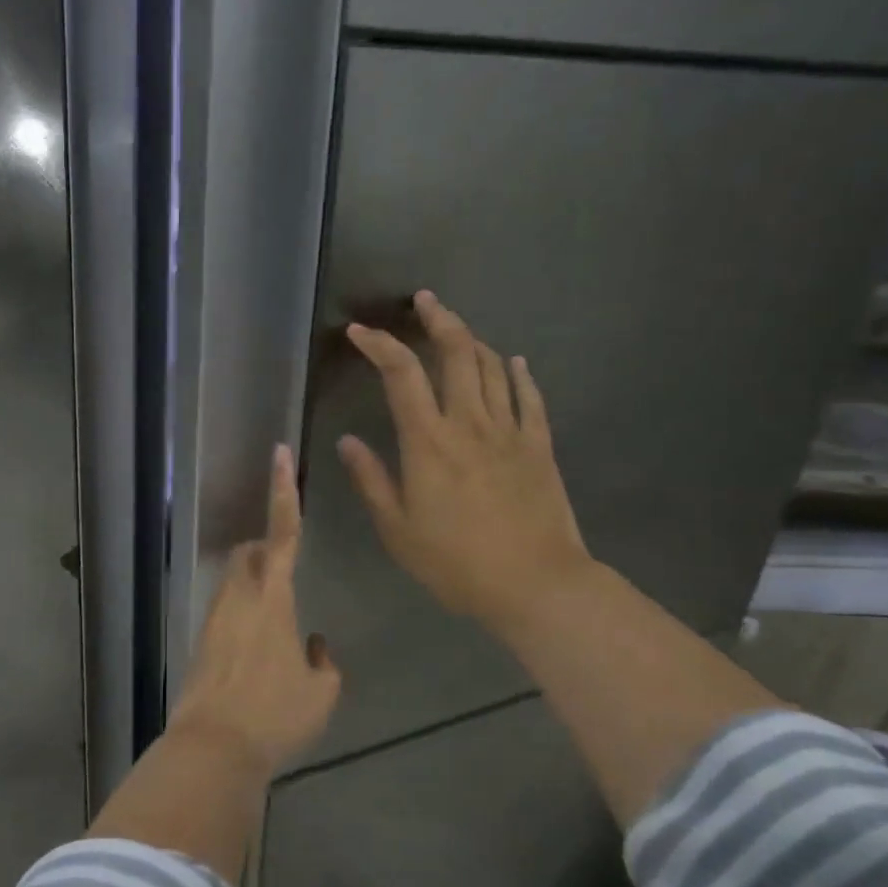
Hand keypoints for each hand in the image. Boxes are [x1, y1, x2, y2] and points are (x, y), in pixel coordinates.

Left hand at [169, 444, 341, 776]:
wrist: (212, 747)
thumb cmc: (275, 714)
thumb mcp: (321, 693)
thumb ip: (323, 663)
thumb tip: (313, 646)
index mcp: (273, 597)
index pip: (283, 532)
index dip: (283, 490)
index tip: (278, 453)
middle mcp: (239, 596)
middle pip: (250, 553)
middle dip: (266, 551)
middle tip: (287, 578)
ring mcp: (214, 617)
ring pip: (235, 582)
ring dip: (255, 587)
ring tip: (277, 629)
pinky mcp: (200, 641)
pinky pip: (226, 612)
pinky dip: (244, 619)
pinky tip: (259, 659)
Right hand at [338, 290, 592, 635]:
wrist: (537, 586)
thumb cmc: (457, 563)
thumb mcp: (398, 530)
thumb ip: (371, 480)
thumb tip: (348, 441)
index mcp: (428, 442)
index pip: (400, 374)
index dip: (379, 345)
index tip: (359, 332)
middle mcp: (470, 424)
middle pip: (456, 353)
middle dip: (437, 319)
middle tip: (424, 300)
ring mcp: (510, 431)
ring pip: (492, 368)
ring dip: (472, 340)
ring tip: (456, 327)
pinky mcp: (540, 446)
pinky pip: (530, 398)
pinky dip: (519, 374)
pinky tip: (514, 362)